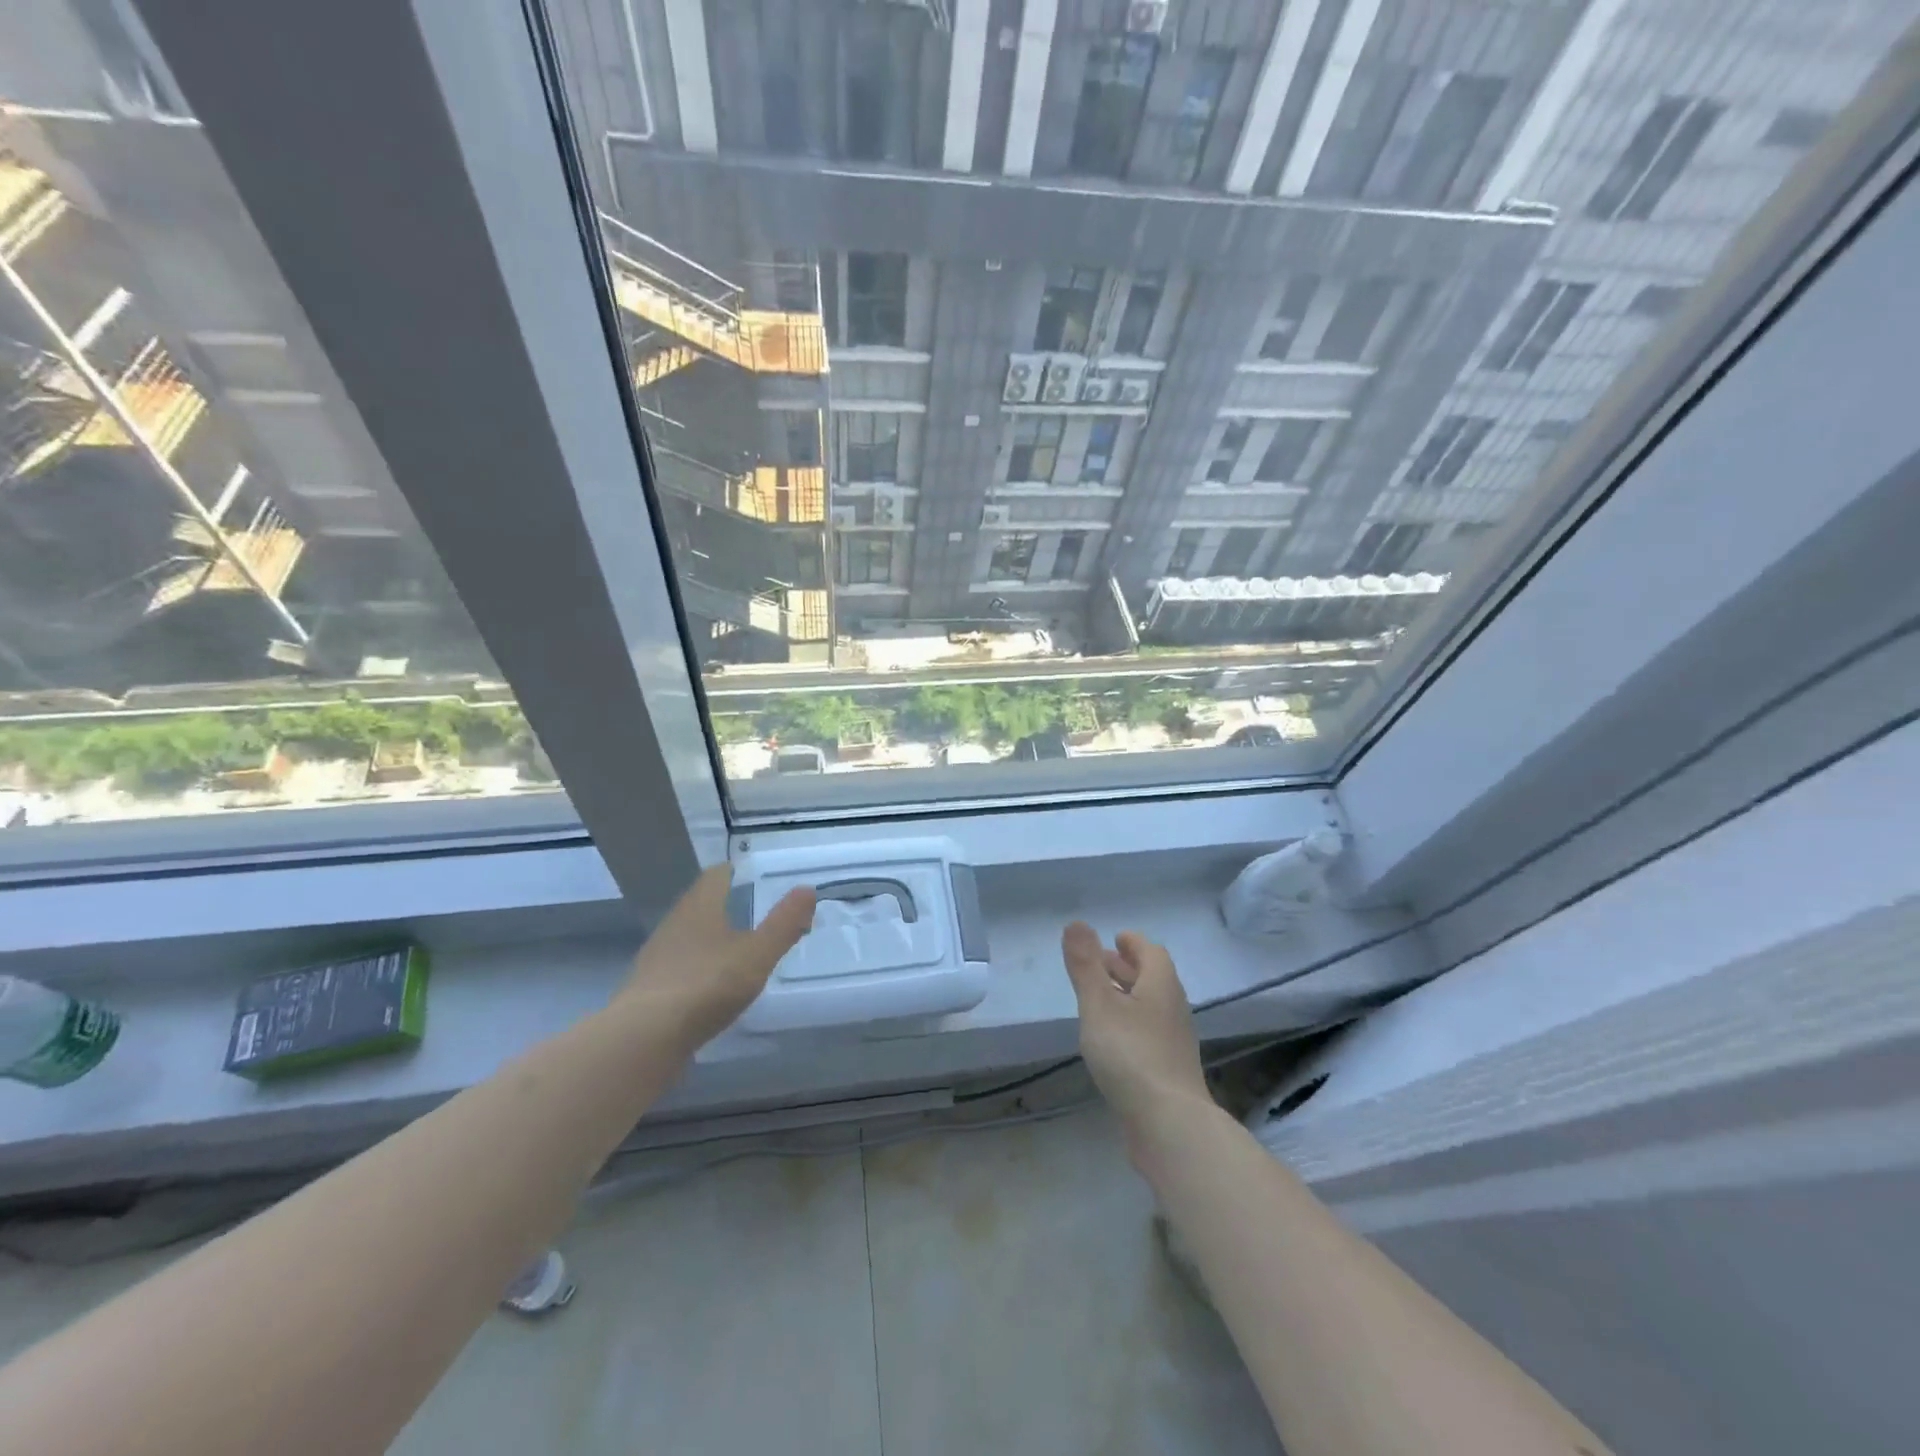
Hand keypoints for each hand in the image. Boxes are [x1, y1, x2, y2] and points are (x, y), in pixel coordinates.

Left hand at [617, 865, 814, 1054]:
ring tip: (737, 951)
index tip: (758, 879)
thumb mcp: (758, 954)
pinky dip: (697, 968)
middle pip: (701, 904)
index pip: (717, 876)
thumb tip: (807, 889)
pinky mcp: (649, 988)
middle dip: (726, 906)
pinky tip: (711, 986)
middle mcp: (674, 923)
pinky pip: (679, 967)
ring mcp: (657, 956)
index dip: (737, 873)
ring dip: (711, 939)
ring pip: (688, 936)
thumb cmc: (707, 984)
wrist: (644, 1038)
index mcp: (700, 906)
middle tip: (756, 914)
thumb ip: (784, 923)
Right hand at [1060, 923, 1212, 1162]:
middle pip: (1152, 978)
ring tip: (1098, 1000)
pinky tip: (1110, 1040)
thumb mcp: (1099, 1004)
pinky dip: (1129, 1024)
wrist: (1169, 1124)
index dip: (1133, 943)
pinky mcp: (1168, 1070)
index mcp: (1161, 986)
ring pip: (1149, 1007)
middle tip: (1098, 964)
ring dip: (1127, 996)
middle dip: (1126, 968)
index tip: (1114, 939)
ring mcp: (1173, 1042)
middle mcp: (1173, 1009)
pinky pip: (1148, 1033)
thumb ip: (1085, 965)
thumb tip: (1076, 923)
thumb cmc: (1131, 1054)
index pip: (1152, 952)